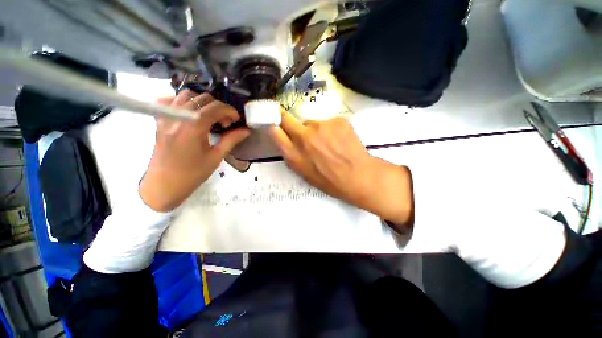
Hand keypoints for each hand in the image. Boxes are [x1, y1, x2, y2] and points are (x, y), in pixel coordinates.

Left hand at [139, 90, 250, 211]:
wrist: (164, 184)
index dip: (230, 111)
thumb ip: (231, 140)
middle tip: (226, 123)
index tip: (237, 120)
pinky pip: (170, 100)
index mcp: (194, 126)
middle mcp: (179, 116)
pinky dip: (183, 101)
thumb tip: (246, 131)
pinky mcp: (160, 120)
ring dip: (203, 103)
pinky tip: (191, 112)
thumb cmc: (193, 173)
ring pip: (187, 95)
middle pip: (204, 99)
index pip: (216, 108)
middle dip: (219, 108)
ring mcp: (166, 116)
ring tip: (210, 117)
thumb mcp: (216, 157)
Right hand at [268, 110, 413, 228]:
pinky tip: (339, 141)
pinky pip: (328, 123)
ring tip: (328, 144)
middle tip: (292, 123)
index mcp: (294, 154)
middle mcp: (303, 136)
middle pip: (286, 117)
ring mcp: (321, 125)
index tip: (273, 122)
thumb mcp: (304, 173)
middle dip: (284, 117)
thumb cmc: (329, 181)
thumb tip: (287, 140)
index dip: (272, 125)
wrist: (358, 176)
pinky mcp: (337, 120)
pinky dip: (331, 130)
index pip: (274, 131)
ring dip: (315, 130)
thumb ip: (292, 155)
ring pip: (311, 123)